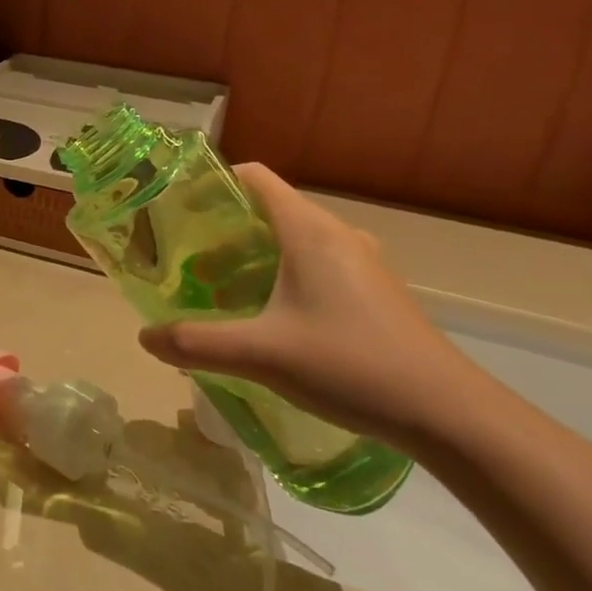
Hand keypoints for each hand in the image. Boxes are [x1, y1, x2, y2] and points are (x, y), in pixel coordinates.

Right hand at [138, 164, 488, 453]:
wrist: (447, 412)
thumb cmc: (350, 365)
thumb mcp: (261, 354)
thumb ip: (196, 343)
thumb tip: (144, 337)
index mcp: (310, 231)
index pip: (254, 178)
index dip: (211, 184)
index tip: (175, 210)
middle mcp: (336, 235)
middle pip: (267, 211)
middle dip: (221, 232)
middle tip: (183, 262)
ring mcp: (360, 263)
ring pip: (290, 242)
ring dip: (249, 259)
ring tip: (215, 293)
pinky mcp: (372, 291)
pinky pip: (313, 266)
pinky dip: (278, 278)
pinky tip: (264, 320)